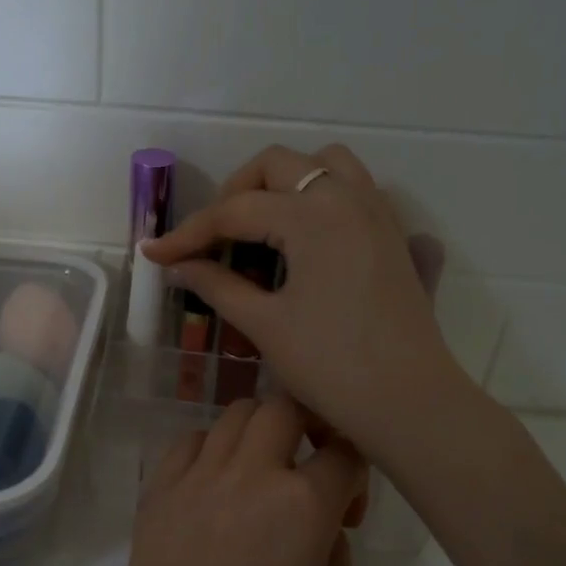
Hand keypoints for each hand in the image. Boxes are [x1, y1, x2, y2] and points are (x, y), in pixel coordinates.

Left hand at [98, 395, 365, 565]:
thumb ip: (336, 549)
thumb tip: (322, 519)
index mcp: (302, 506)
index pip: (344, 452)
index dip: (356, 472)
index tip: (347, 506)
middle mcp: (250, 474)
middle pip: (287, 407)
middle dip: (310, 426)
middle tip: (308, 465)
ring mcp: (198, 475)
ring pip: (237, 412)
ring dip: (261, 432)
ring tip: (261, 471)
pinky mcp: (159, 487)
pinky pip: (191, 439)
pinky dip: (213, 448)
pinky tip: (217, 483)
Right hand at [142, 144, 461, 461]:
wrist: (408, 401)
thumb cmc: (331, 365)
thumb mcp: (265, 324)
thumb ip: (217, 285)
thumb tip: (177, 266)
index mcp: (312, 216)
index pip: (235, 211)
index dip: (188, 233)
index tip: (156, 253)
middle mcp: (347, 198)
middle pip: (278, 165)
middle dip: (235, 193)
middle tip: (213, 237)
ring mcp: (376, 212)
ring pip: (325, 163)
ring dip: (284, 181)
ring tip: (261, 224)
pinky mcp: (392, 234)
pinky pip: (353, 188)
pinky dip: (320, 195)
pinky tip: (302, 238)